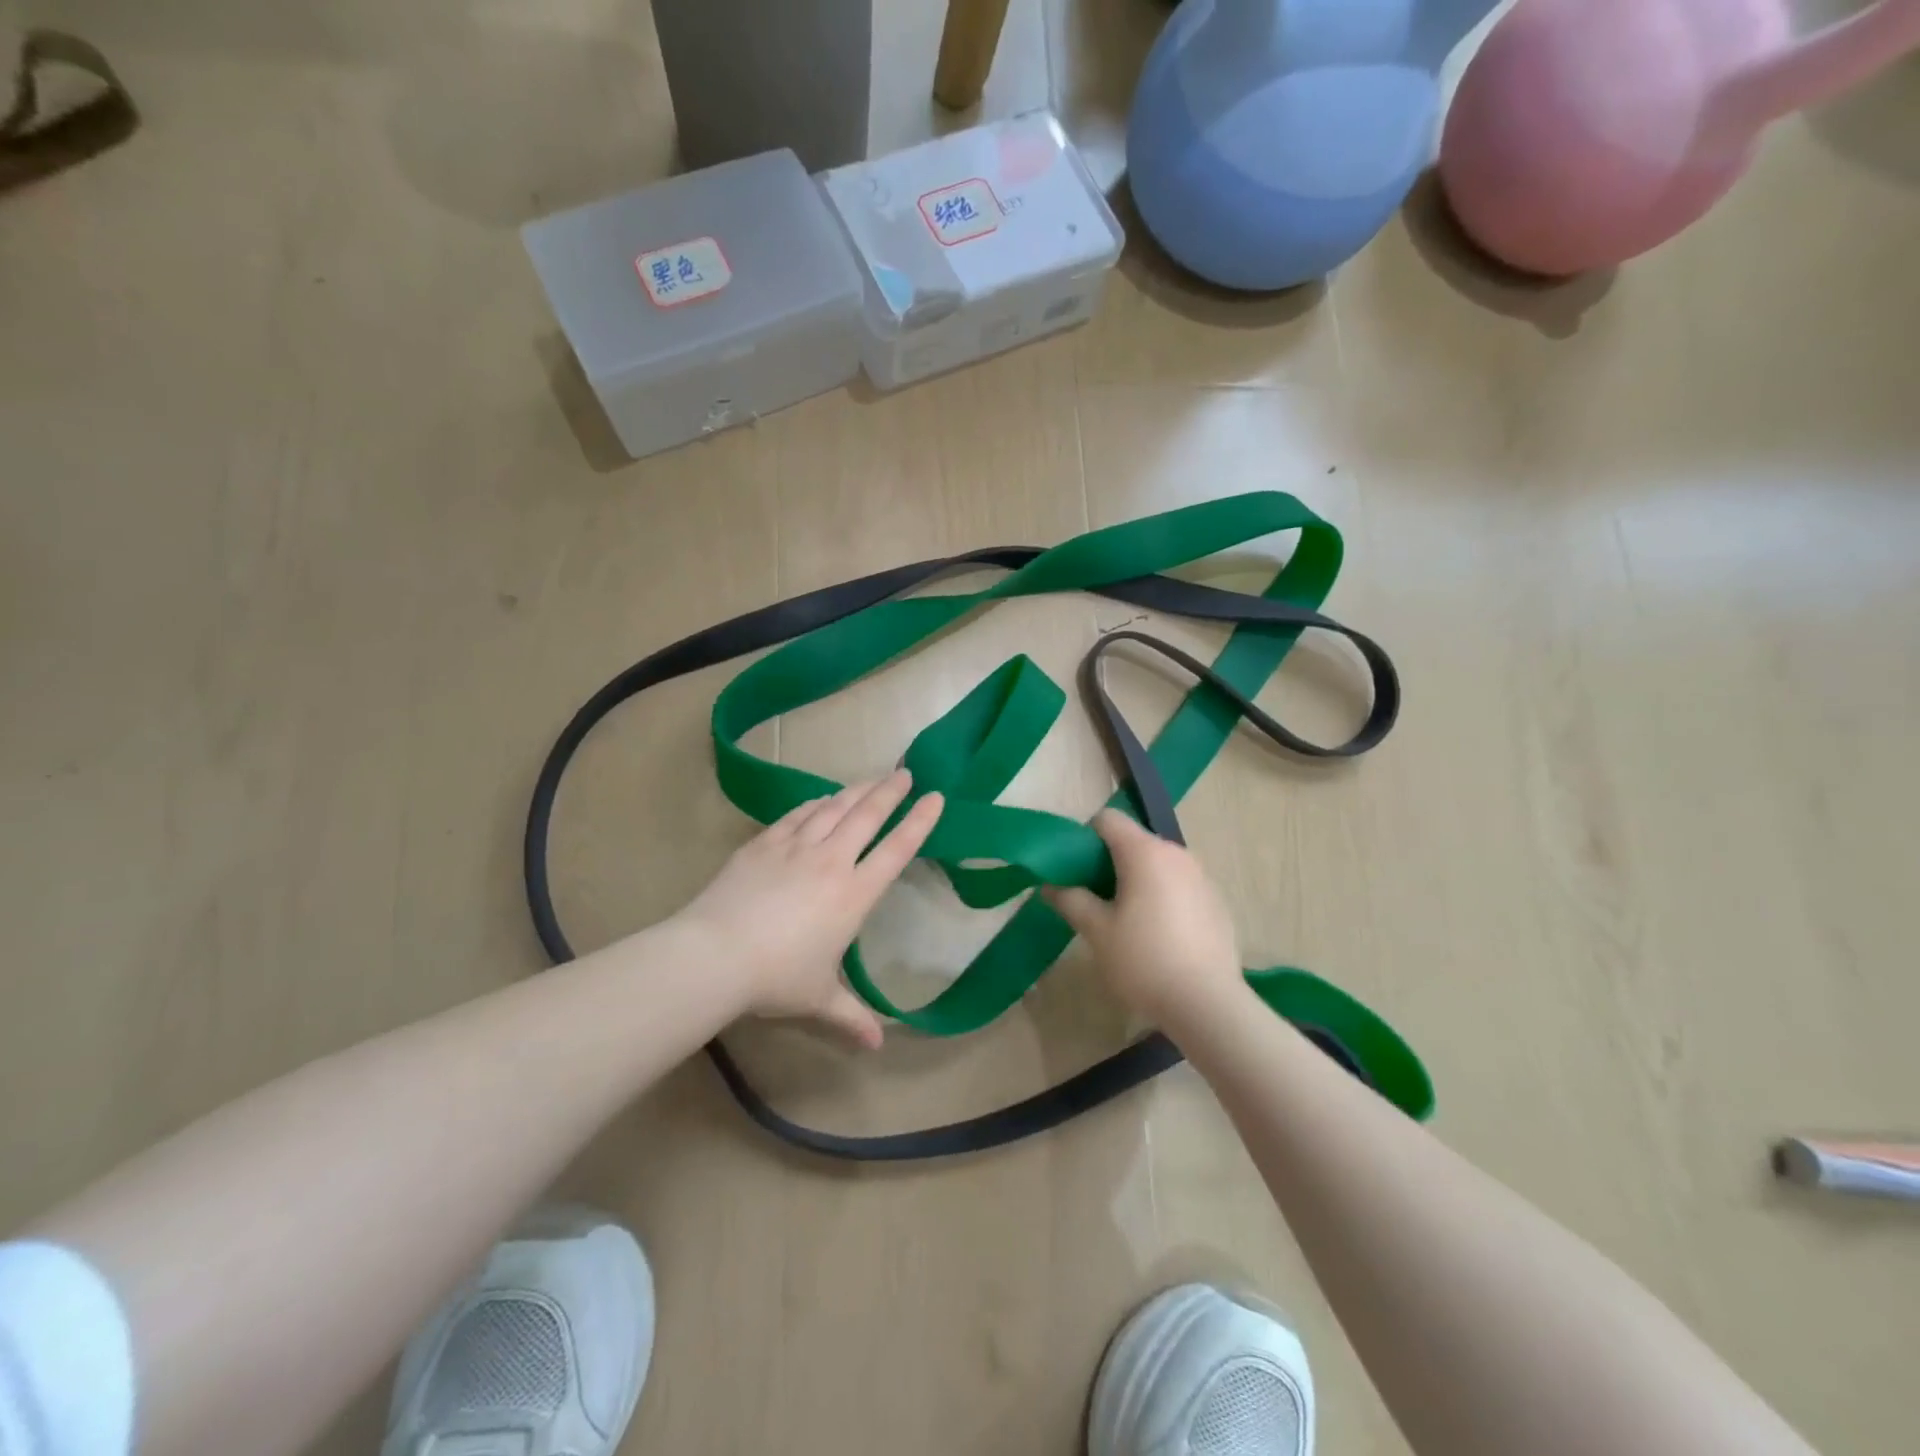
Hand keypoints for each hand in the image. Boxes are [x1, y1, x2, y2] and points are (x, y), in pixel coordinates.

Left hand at [670, 770, 942, 1046]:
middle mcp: (831, 861)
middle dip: (889, 792)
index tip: (936, 797)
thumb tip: (878, 1046)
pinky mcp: (763, 844)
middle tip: (904, 772)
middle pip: (867, 816)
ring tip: (871, 778)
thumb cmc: (777, 978)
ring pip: (833, 808)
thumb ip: (851, 1017)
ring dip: (855, 791)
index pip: (897, 850)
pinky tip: (821, 798)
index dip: (920, 822)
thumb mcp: (819, 999)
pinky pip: (797, 815)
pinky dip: (814, 803)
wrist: (716, 954)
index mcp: (854, 894)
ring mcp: (795, 847)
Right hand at [1042, 809, 1243, 1025]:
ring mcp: (1201, 876)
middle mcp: (1177, 854)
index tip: (1075, 870)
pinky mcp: (1216, 901)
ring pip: (1158, 864)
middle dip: (1109, 862)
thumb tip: (1048, 885)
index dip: (1085, 838)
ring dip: (1136, 879)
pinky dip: (1162, 896)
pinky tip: (1158, 936)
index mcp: (1145, 852)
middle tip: (1093, 898)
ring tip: (1125, 920)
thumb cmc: (1144, 961)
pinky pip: (1179, 884)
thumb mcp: (1097, 931)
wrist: (1208, 1004)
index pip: (1108, 819)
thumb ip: (1071, 900)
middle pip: (1133, 841)